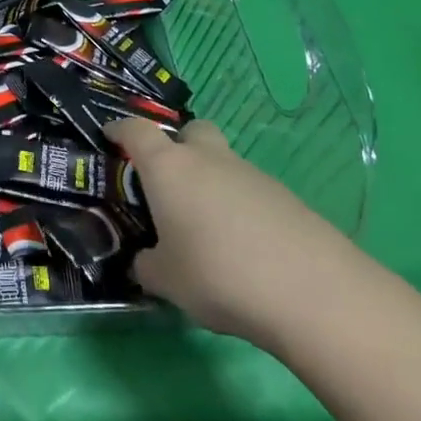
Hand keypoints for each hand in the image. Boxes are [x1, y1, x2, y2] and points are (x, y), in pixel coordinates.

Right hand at [105, 117, 362, 347]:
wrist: (311, 291)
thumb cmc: (218, 274)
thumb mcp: (166, 281)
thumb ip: (148, 265)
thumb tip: (145, 261)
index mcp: (169, 168)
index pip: (136, 131)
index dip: (120, 129)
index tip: (110, 135)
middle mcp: (208, 159)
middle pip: (191, 130)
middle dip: (177, 144)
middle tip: (168, 178)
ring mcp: (250, 174)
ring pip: (222, 162)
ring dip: (210, 181)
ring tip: (206, 228)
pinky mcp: (285, 197)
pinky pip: (249, 191)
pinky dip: (239, 207)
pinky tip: (242, 246)